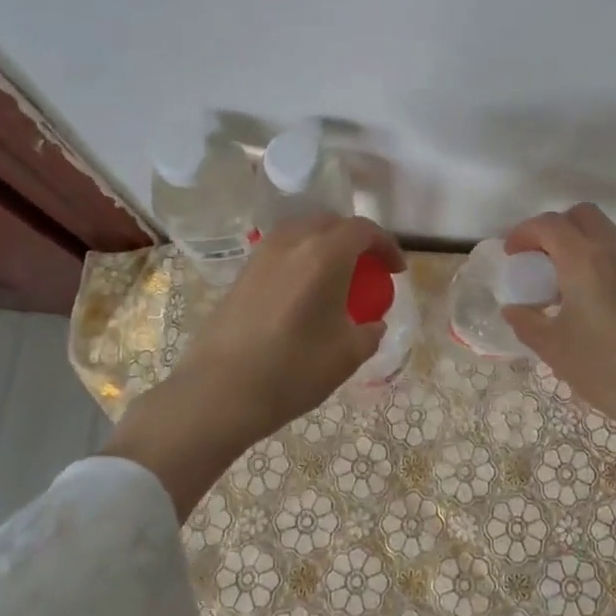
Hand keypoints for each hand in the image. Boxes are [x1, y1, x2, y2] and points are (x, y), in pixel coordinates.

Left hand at [178, 214, 406, 436]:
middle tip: (368, 268)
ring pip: (302, 232)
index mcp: (325, 254)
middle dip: (356, 240)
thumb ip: (369, 332)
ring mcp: (262, 254)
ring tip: (336, 277)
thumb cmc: (293, 370)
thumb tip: (373, 324)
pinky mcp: (242, 272)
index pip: (364, 230)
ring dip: (325, 245)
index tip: (395, 270)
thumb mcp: (347, 355)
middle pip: (332, 223)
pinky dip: (301, 259)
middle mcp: (293, 242)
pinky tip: (304, 292)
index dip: (386, 245)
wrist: (220, 391)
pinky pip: (281, 251)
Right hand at [502, 203, 615, 451]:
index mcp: (586, 261)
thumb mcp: (557, 351)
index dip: (524, 233)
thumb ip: (528, 323)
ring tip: (568, 284)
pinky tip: (599, 301)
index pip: (549, 225)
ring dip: (582, 244)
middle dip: (555, 228)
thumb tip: (514, 310)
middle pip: (582, 215)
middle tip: (540, 259)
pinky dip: (605, 261)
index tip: (512, 254)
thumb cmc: (612, 372)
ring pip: (607, 234)